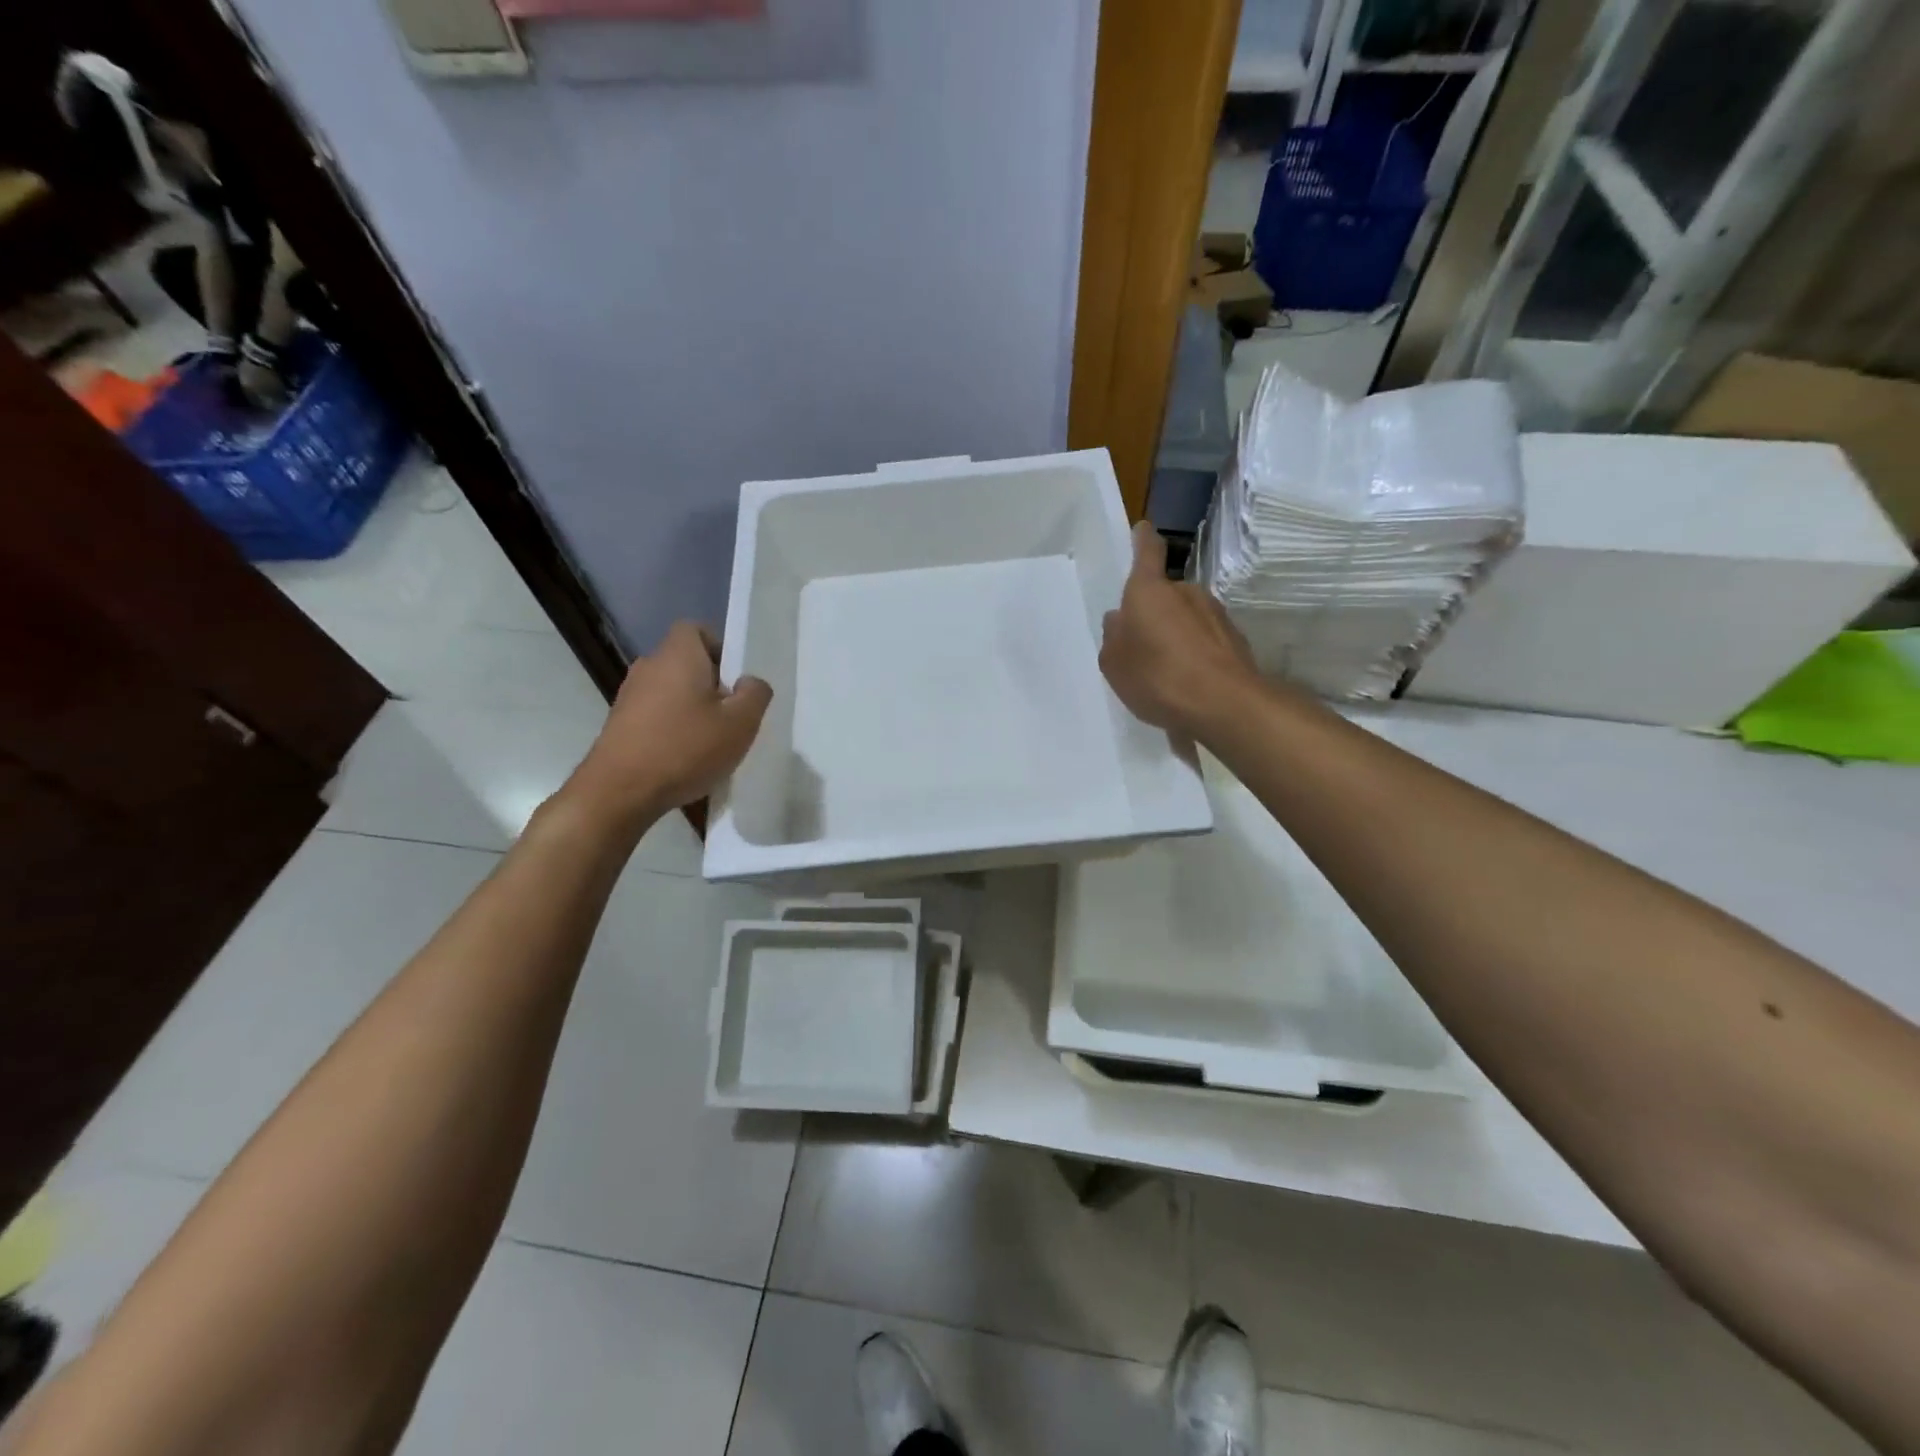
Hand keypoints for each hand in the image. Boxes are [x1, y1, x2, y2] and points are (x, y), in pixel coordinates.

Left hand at [561, 622, 771, 830]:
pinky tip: (685, 758)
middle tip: (732, 715)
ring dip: (693, 709)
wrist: (619, 792)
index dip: (720, 648)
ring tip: (711, 742)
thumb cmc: (685, 748)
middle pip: (686, 663)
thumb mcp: (741, 723)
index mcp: (678, 655)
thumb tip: (750, 682)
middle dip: (712, 684)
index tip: (736, 679)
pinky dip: (673, 728)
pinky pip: (656, 715)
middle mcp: (649, 667)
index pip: (696, 629)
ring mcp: (629, 696)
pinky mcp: (619, 724)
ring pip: (672, 691)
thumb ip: (755, 694)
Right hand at [1100, 522, 1256, 738]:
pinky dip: (1195, 657)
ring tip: (1164, 674)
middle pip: (1164, 594)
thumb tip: (1120, 620)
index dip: (1142, 540)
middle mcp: (1186, 592)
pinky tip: (1187, 686)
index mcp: (1149, 591)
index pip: (1146, 552)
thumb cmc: (1157, 676)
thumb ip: (1114, 638)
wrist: (1224, 704)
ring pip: (1186, 619)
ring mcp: (1215, 614)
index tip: (1142, 530)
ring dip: (1175, 637)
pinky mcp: (1235, 640)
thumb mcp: (1115, 663)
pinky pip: (1205, 643)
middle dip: (1153, 614)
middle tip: (1140, 647)